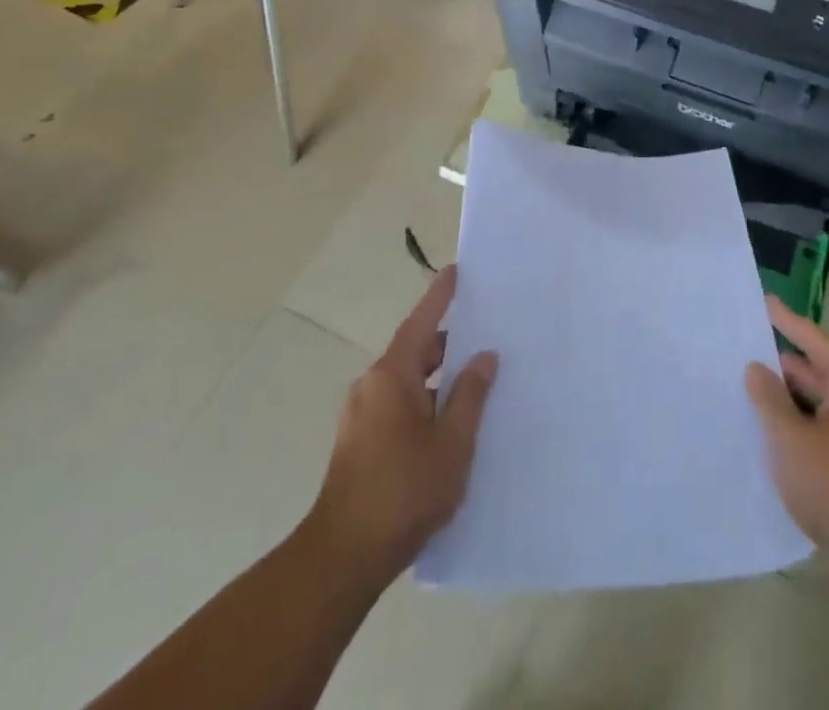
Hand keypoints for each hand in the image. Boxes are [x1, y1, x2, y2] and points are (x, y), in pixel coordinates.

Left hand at [310, 267, 497, 581]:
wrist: (343, 558)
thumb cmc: (404, 491)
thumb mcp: (452, 442)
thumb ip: (470, 394)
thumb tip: (483, 356)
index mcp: (392, 376)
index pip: (421, 322)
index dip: (440, 296)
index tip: (455, 271)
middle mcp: (371, 386)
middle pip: (415, 352)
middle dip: (448, 345)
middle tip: (485, 338)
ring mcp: (361, 416)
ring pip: (407, 383)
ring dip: (437, 380)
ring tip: (475, 386)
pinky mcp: (359, 443)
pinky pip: (397, 406)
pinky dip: (424, 402)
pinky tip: (448, 425)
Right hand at [746, 297, 828, 562]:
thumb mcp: (789, 434)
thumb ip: (768, 397)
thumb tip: (757, 368)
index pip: (814, 340)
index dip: (786, 321)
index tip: (763, 301)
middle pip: (816, 370)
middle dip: (782, 363)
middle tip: (744, 349)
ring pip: (816, 402)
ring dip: (786, 396)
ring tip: (747, 386)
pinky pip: (819, 427)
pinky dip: (795, 422)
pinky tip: (768, 429)